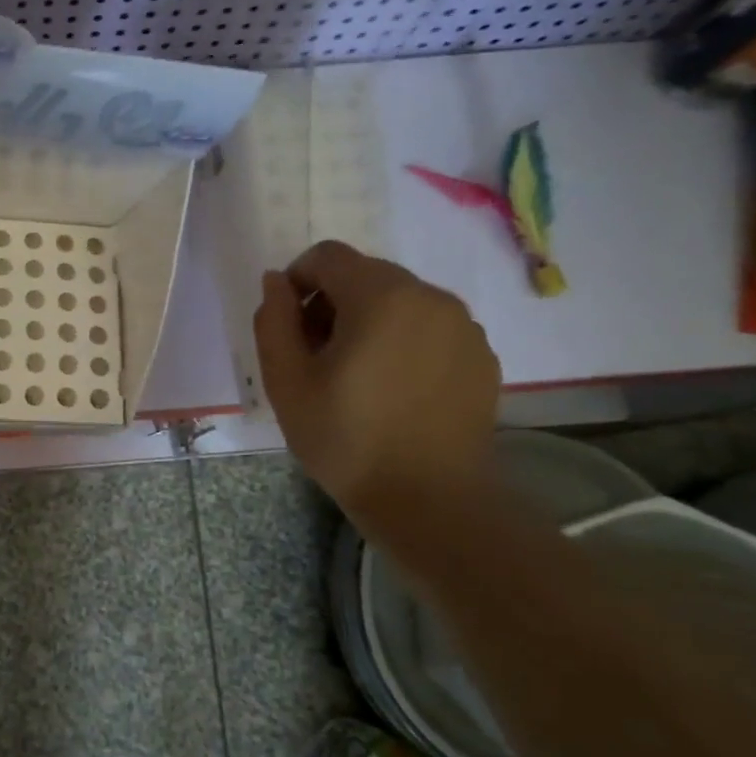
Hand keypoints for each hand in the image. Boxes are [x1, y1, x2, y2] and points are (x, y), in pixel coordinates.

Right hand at [253, 240, 500, 520]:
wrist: (428, 500)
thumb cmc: (344, 438)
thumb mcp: (285, 379)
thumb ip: (273, 319)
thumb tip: (276, 281)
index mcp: (381, 296)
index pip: (328, 256)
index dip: (297, 280)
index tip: (288, 326)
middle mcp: (430, 296)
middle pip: (366, 275)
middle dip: (332, 302)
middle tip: (316, 356)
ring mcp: (464, 326)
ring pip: (400, 301)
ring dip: (368, 321)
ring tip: (355, 376)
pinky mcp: (481, 356)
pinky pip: (430, 328)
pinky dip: (403, 342)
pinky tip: (393, 390)